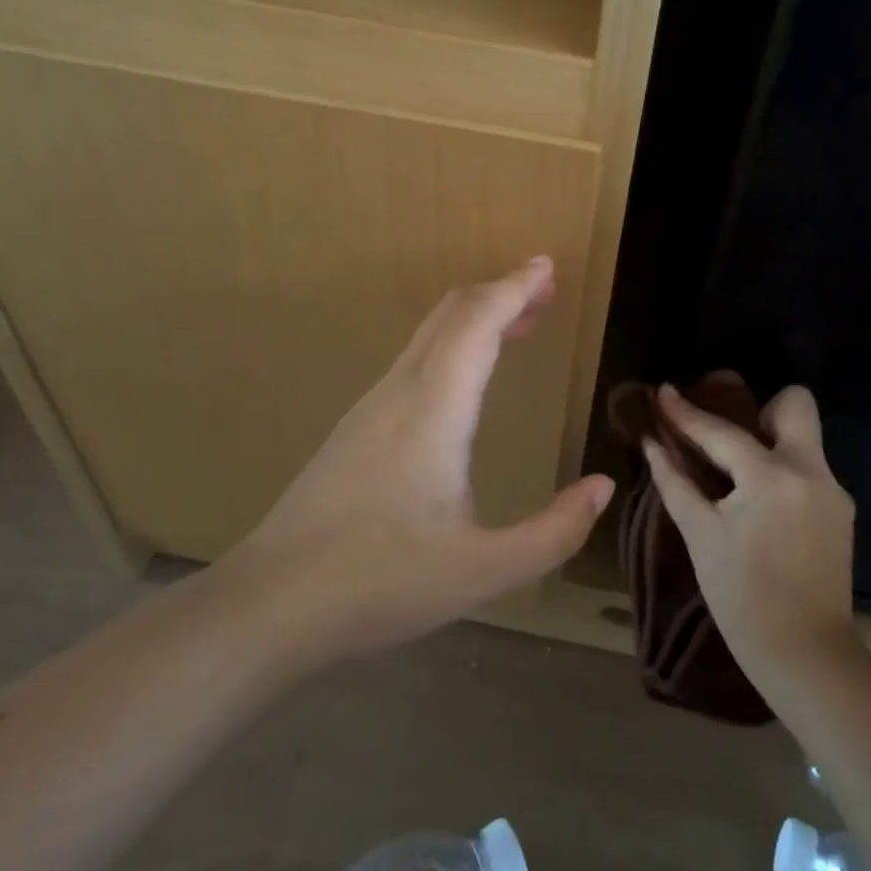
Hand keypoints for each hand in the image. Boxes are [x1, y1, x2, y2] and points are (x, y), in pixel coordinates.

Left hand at [232, 257, 614, 666]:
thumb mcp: (483, 570)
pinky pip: (414, 362)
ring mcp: (370, 408)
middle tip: (544, 290)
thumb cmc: (379, 582)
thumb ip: (553, 532)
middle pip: (451, 315)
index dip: (515, 288)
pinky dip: (453, 346)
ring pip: (429, 336)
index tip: (546, 267)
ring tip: (518, 326)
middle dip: (500, 293)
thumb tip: (602, 487)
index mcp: (434, 409)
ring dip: (476, 319)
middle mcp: (400, 392)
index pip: (478, 323)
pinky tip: (466, 380)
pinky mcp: (356, 429)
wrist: (269, 604)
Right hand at [644, 383, 859, 687]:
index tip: (663, 390)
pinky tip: (759, 503)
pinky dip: (780, 472)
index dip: (686, 412)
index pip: (722, 431)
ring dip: (770, 440)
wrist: (806, 656)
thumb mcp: (700, 536)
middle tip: (729, 437)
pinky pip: (808, 469)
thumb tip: (652, 443)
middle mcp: (811, 471)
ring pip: (804, 437)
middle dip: (760, 408)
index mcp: (772, 477)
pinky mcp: (841, 511)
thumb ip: (675, 482)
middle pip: (795, 404)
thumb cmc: (742, 599)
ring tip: (736, 472)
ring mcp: (833, 490)